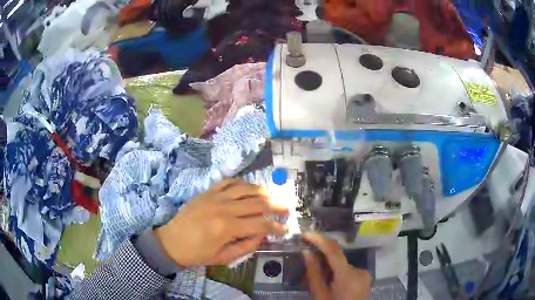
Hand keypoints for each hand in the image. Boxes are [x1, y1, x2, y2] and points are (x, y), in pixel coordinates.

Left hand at [154, 179, 288, 265]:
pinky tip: (250, 188)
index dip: (276, 226)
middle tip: (287, 209)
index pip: (260, 224)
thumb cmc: (197, 253)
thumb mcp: (224, 257)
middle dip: (276, 206)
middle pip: (257, 202)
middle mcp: (223, 208)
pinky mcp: (208, 191)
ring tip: (273, 197)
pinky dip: (243, 183)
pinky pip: (229, 182)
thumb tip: (263, 235)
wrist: (172, 241)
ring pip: (246, 188)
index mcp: (227, 227)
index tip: (285, 229)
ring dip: (263, 191)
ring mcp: (215, 196)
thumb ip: (247, 246)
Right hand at [302, 234, 371, 299]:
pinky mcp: (365, 277)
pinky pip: (349, 269)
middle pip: (338, 257)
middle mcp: (360, 270)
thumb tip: (306, 252)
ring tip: (319, 275)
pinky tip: (331, 280)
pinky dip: (338, 270)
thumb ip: (314, 273)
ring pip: (343, 263)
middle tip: (307, 257)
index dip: (319, 239)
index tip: (305, 235)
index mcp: (348, 276)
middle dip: (322, 255)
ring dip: (330, 265)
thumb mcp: (319, 294)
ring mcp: (365, 273)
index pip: (333, 250)